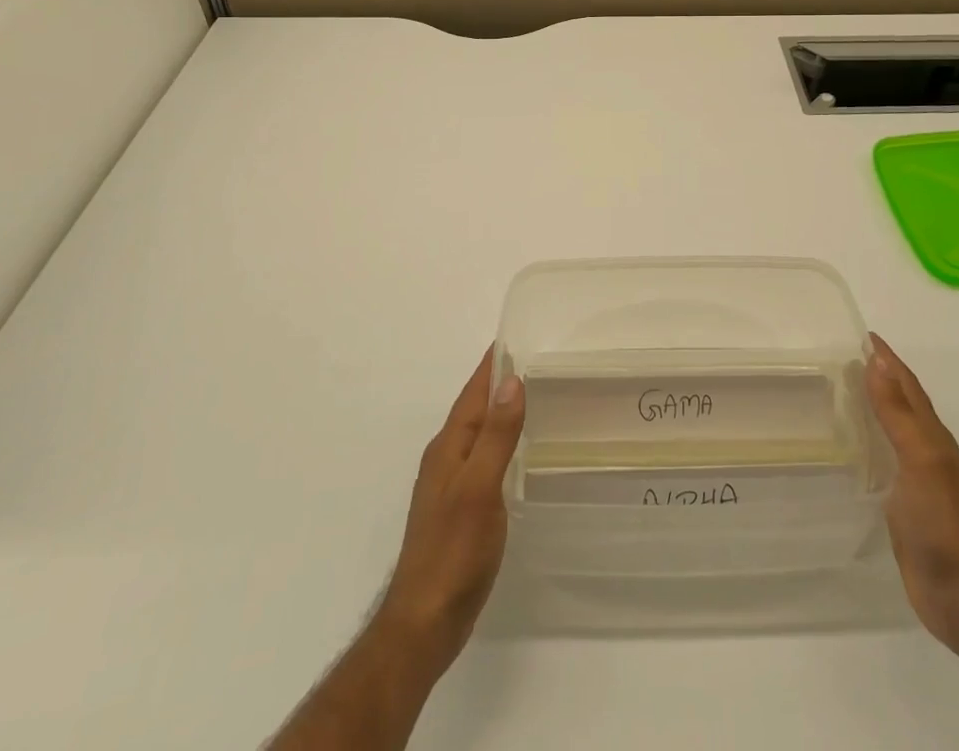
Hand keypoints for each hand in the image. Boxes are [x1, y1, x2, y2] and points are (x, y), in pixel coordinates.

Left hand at [375, 347, 524, 677]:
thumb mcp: (480, 489)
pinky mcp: (458, 509)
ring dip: (499, 411)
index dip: (492, 365)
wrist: (424, 623)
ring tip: (530, 396)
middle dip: (498, 382)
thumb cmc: (453, 552)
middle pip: (475, 409)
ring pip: (478, 433)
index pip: (473, 393)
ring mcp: (449, 485)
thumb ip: (497, 436)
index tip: (515, 335)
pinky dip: (499, 442)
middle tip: (534, 359)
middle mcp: (446, 458)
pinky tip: (515, 451)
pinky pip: (482, 458)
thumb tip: (512, 381)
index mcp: (449, 447)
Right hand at [867, 332, 958, 651]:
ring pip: (894, 433)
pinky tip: (852, 450)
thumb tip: (877, 361)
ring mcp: (918, 484)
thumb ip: (898, 413)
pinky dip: (870, 446)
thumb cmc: (944, 524)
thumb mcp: (921, 460)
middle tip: (845, 358)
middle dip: (880, 378)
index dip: (888, 361)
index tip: (864, 336)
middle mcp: (927, 454)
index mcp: (932, 438)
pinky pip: (884, 464)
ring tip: (842, 394)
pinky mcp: (906, 511)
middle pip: (902, 405)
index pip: (907, 387)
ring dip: (874, 410)